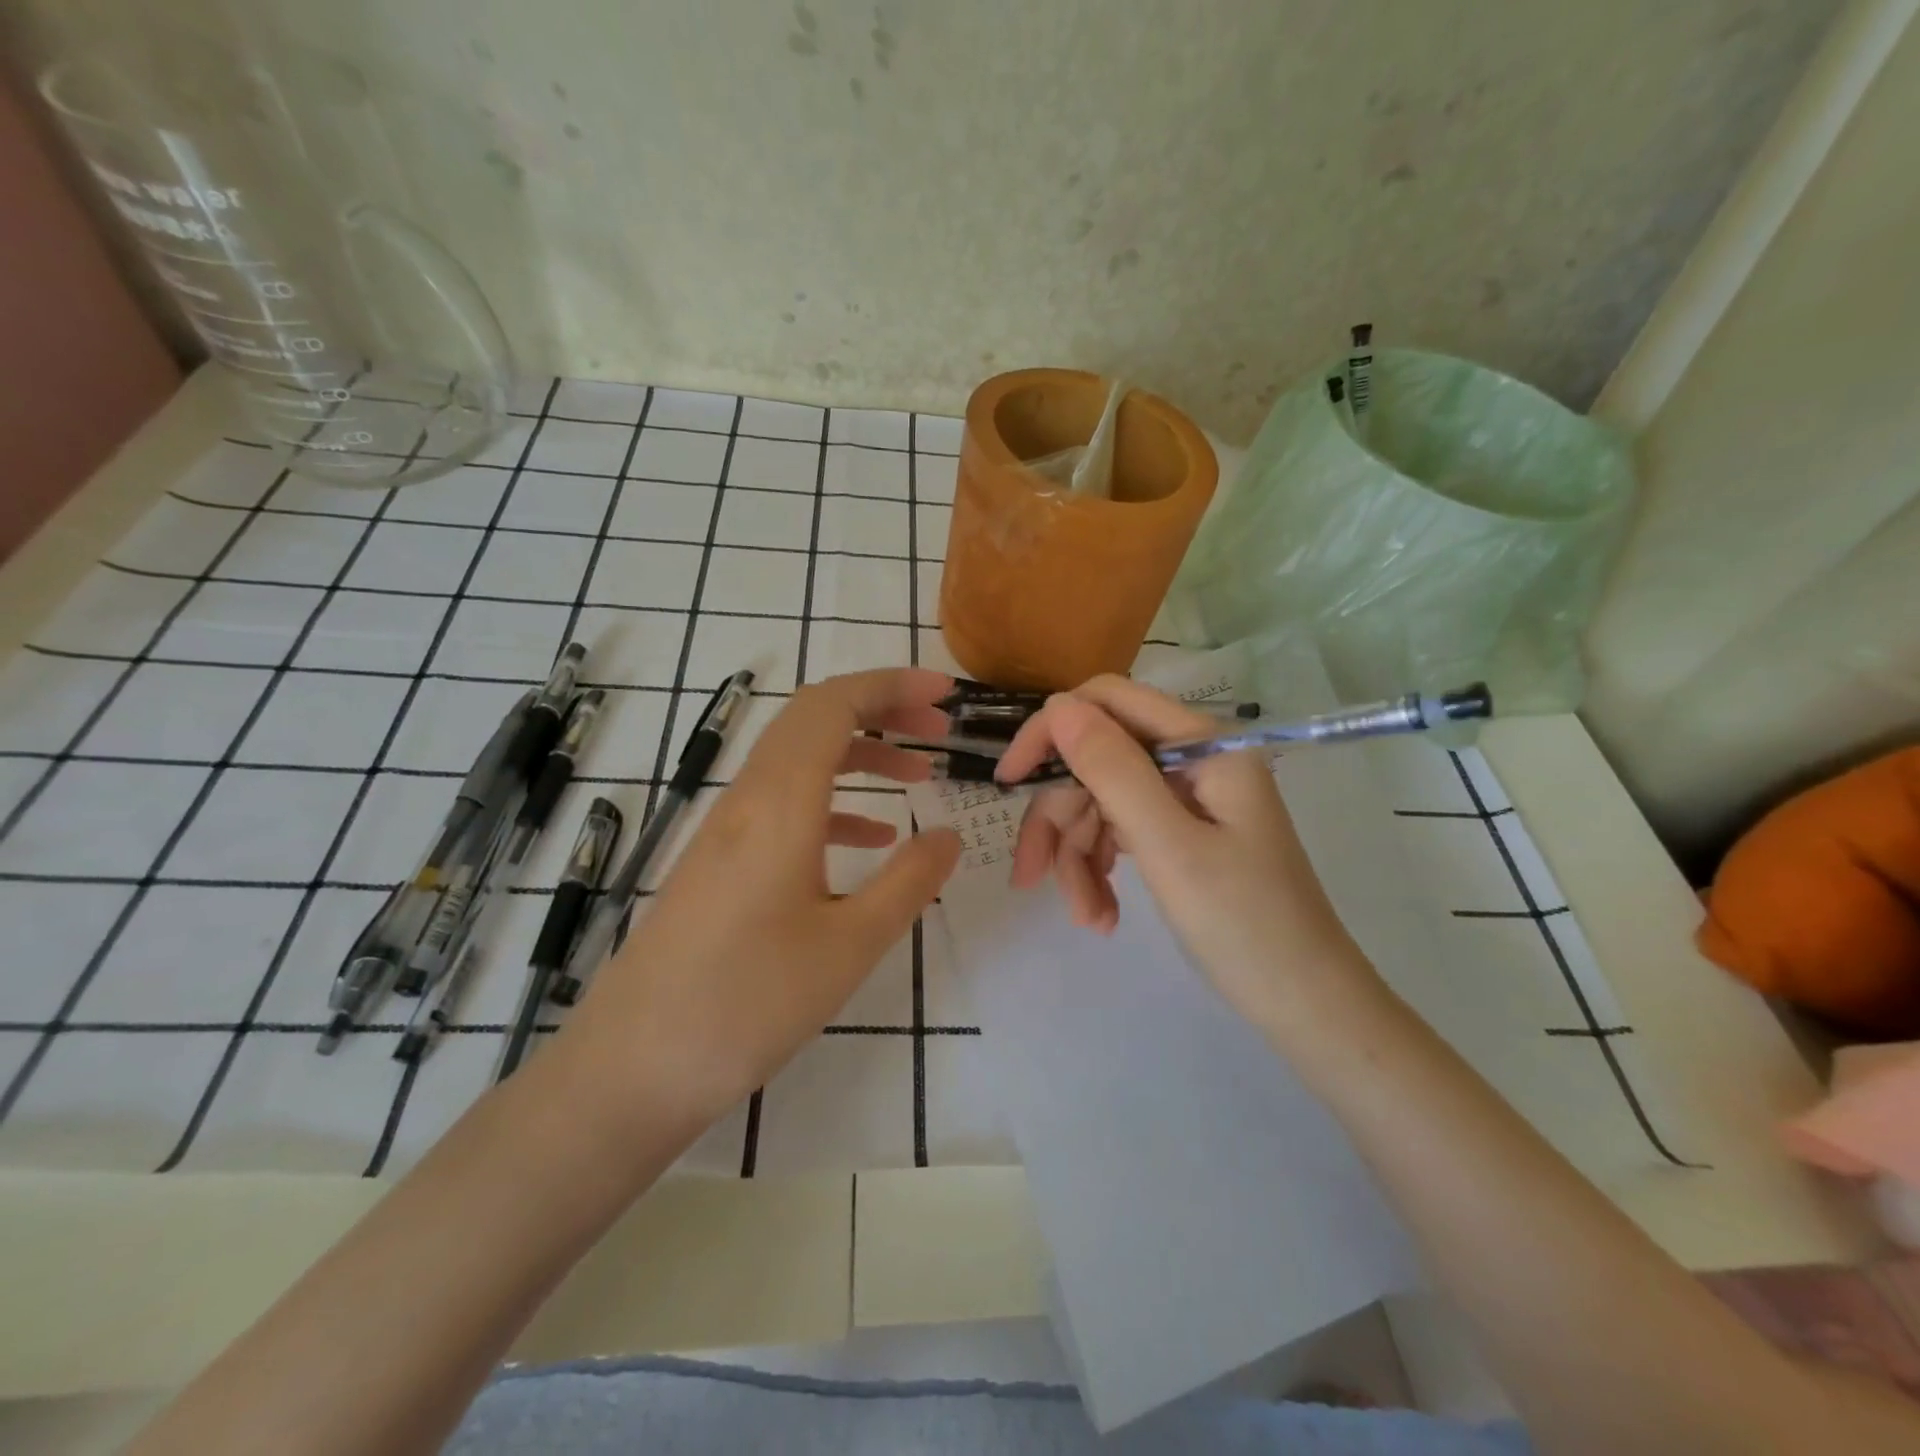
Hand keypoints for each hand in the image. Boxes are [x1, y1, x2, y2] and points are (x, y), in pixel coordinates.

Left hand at [560, 669, 961, 1127]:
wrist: (634, 1066)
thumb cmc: (748, 1003)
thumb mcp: (850, 945)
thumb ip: (909, 881)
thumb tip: (949, 834)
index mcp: (780, 802)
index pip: (834, 704)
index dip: (891, 684)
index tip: (946, 693)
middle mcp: (749, 798)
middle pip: (815, 719)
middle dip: (882, 709)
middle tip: (939, 728)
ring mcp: (728, 828)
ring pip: (800, 759)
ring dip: (860, 754)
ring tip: (919, 776)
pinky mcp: (720, 860)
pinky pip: (782, 803)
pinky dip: (832, 800)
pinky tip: (868, 839)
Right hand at [995, 675, 1375, 1031]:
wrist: (1306, 1006)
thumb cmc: (1246, 926)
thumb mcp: (1169, 848)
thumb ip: (1112, 770)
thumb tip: (1057, 707)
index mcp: (1202, 744)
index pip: (1107, 702)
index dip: (1051, 732)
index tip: (1010, 781)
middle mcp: (1192, 759)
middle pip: (1096, 762)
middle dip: (1061, 820)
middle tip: (1031, 878)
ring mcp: (1186, 797)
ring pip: (1100, 803)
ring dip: (1078, 858)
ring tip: (1087, 917)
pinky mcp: (1181, 832)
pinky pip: (1119, 833)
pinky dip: (1100, 871)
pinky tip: (1102, 916)